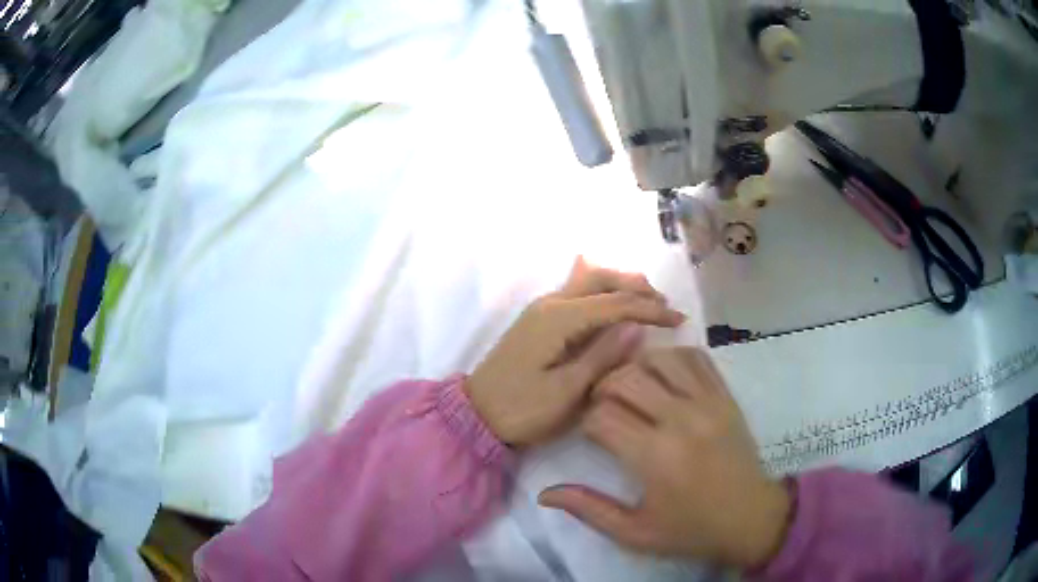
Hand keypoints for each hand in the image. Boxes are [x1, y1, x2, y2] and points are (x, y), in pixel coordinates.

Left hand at [465, 259, 684, 446]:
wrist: (476, 415)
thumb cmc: (522, 409)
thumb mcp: (567, 391)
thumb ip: (603, 355)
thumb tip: (636, 327)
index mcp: (559, 318)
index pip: (616, 303)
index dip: (650, 310)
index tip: (679, 321)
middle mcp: (550, 303)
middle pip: (600, 278)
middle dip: (636, 287)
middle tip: (664, 305)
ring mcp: (541, 309)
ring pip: (587, 281)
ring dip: (620, 285)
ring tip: (648, 301)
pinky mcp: (539, 321)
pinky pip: (577, 293)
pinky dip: (602, 293)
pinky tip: (614, 303)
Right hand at [538, 348, 791, 568]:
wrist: (750, 517)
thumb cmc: (690, 529)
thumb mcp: (634, 532)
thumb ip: (588, 509)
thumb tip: (544, 493)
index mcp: (655, 457)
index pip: (601, 416)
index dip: (586, 422)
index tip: (591, 435)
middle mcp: (681, 420)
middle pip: (626, 377)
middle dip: (603, 388)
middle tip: (603, 407)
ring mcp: (708, 403)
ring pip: (660, 358)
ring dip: (636, 367)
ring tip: (631, 389)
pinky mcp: (726, 396)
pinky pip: (696, 357)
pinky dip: (673, 357)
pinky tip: (664, 376)